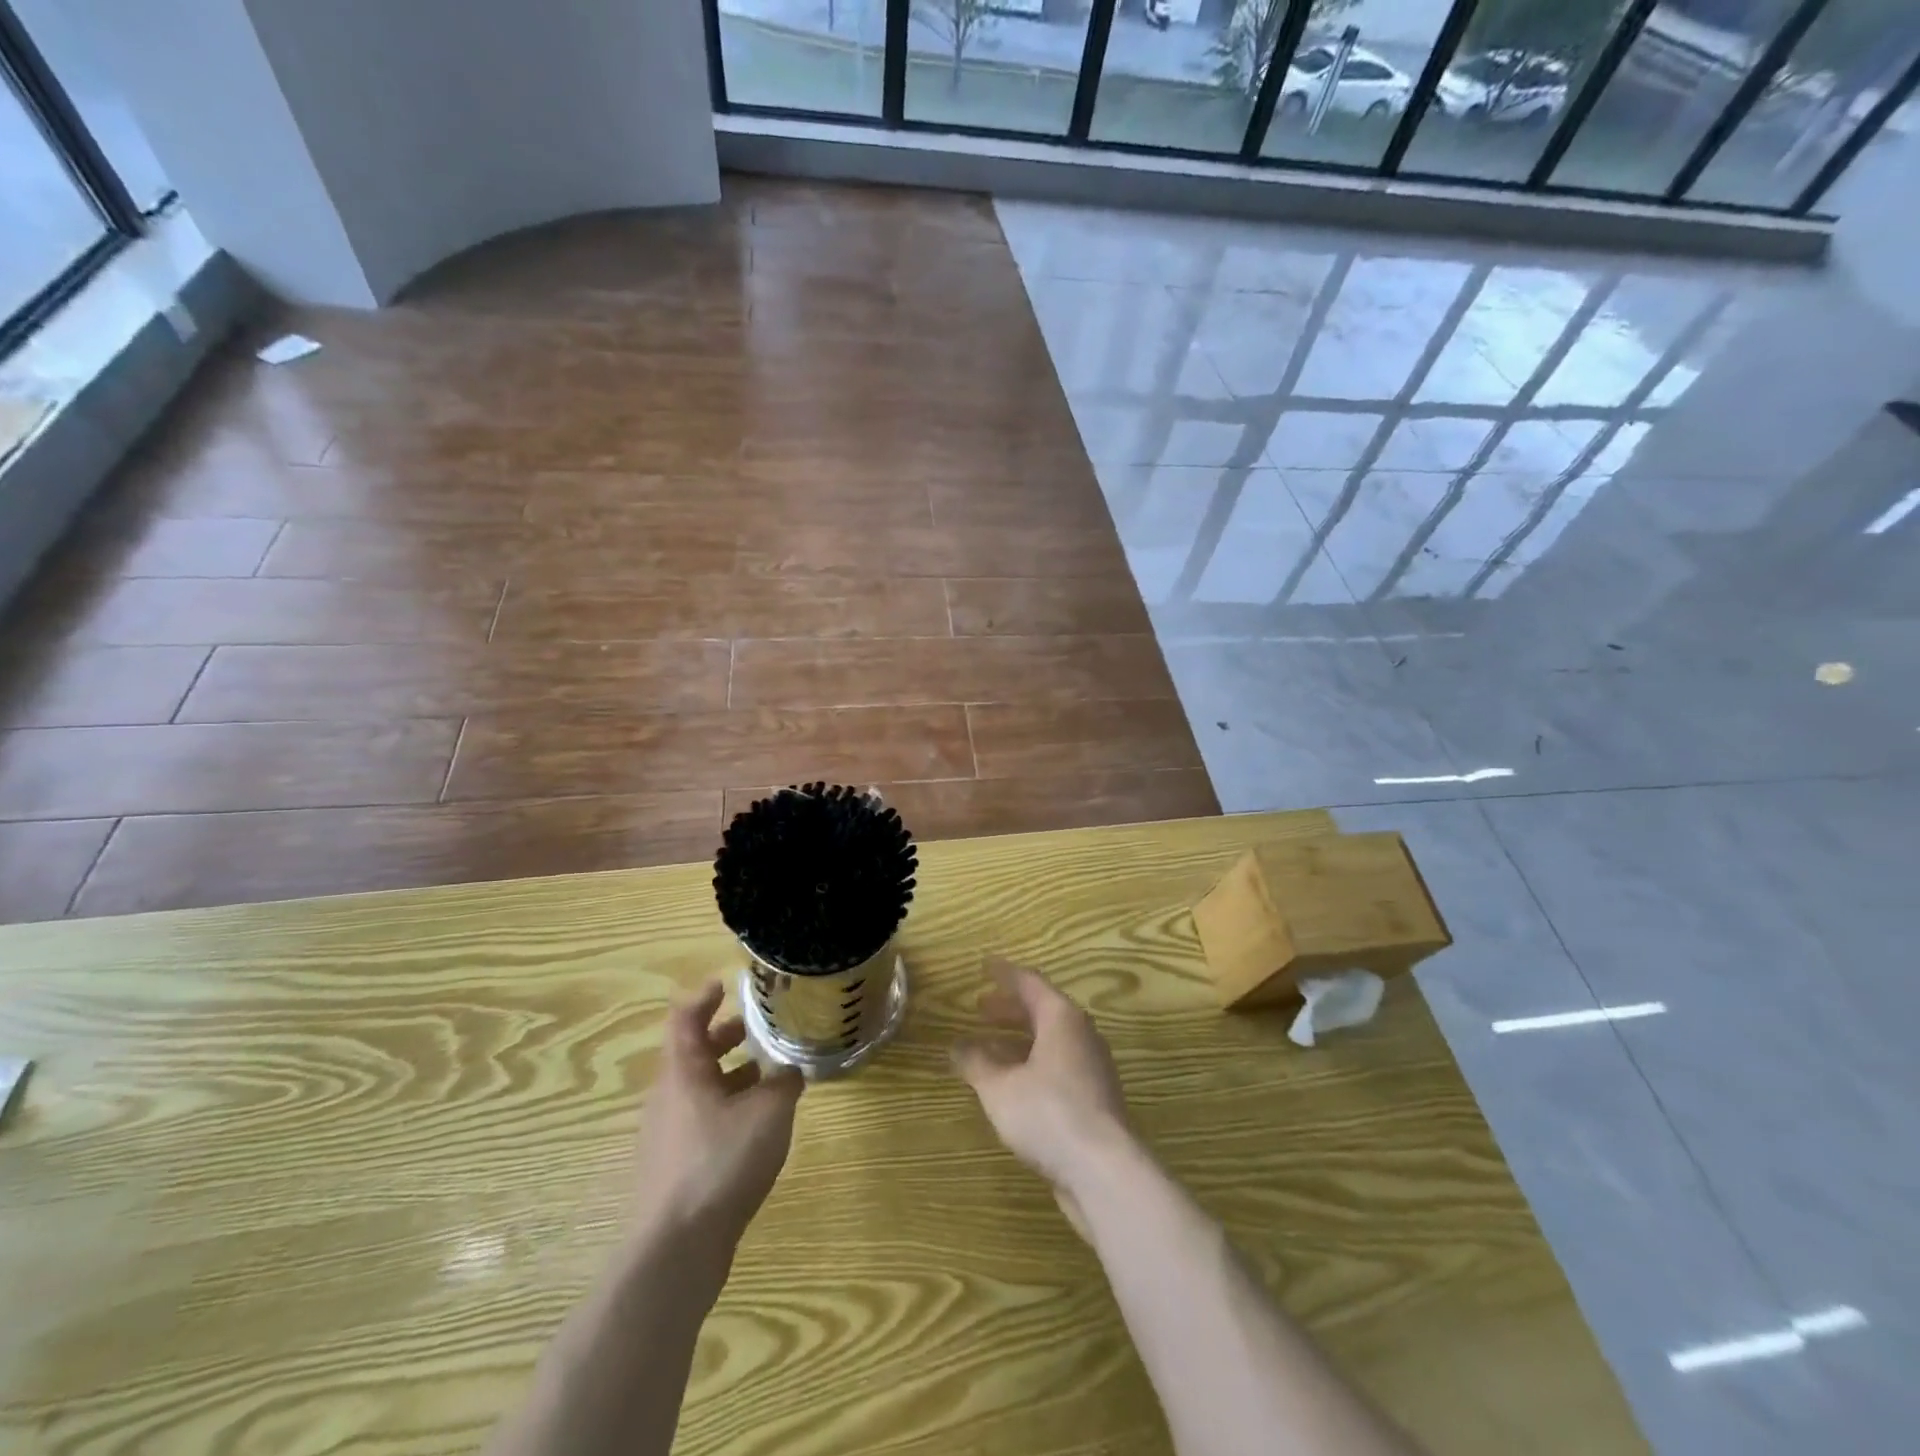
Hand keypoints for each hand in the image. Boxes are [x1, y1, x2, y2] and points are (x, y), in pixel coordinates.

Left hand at [632, 982, 803, 1256]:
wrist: (676, 1249)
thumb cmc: (721, 1162)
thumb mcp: (769, 1112)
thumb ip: (784, 1083)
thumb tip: (790, 1071)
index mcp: (683, 1072)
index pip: (685, 1018)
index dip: (705, 997)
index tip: (728, 984)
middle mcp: (668, 1096)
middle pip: (692, 1052)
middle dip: (725, 1036)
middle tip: (758, 1027)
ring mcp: (667, 1134)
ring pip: (699, 1089)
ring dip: (730, 1075)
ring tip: (767, 1076)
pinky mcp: (674, 1167)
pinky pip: (701, 1120)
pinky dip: (727, 1108)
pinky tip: (756, 1126)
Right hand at [952, 959, 1136, 1235]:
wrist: (1104, 1171)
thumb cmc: (1048, 1114)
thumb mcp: (999, 1087)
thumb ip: (976, 1063)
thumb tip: (958, 1045)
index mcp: (1061, 1018)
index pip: (1029, 982)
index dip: (1004, 974)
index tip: (983, 966)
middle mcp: (1081, 1034)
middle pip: (1042, 1010)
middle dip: (1009, 1008)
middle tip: (980, 1007)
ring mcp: (1092, 1066)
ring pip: (1050, 1040)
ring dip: (1019, 1040)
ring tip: (988, 1047)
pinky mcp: (1094, 1097)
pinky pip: (1057, 1065)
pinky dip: (1031, 1063)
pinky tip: (1011, 1084)